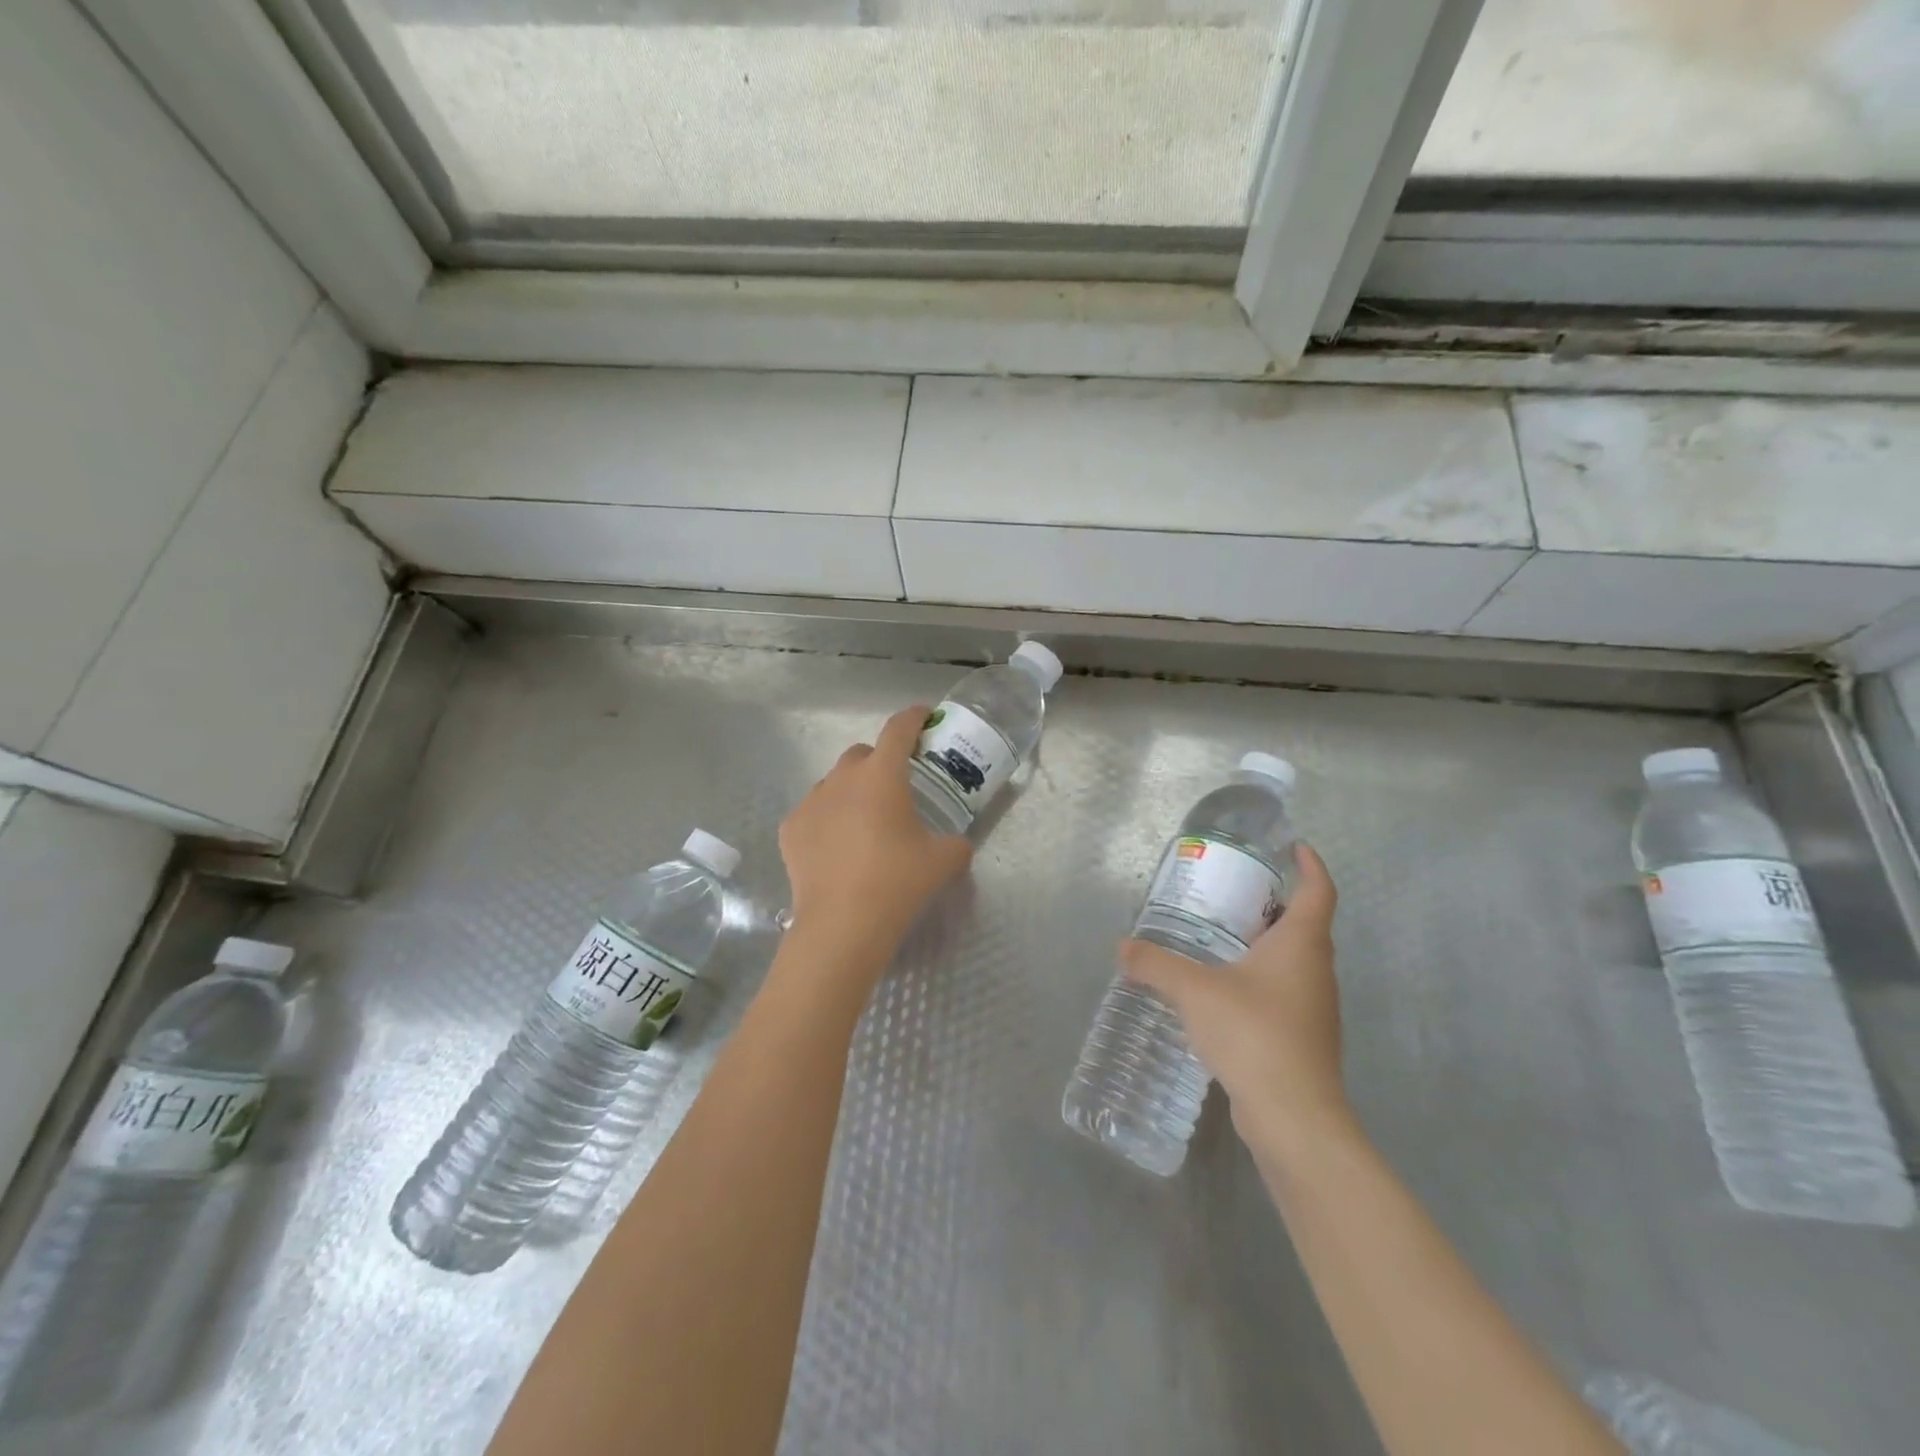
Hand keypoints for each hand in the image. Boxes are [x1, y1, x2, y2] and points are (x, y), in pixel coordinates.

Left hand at [779, 705, 973, 971]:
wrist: (842, 924)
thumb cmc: (897, 882)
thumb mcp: (943, 860)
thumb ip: (956, 843)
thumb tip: (957, 844)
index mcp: (882, 775)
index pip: (899, 728)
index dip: (914, 717)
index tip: (924, 717)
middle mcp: (843, 778)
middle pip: (862, 753)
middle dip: (880, 762)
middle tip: (896, 789)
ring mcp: (811, 802)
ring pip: (834, 782)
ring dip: (851, 791)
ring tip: (864, 823)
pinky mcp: (790, 828)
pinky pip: (813, 812)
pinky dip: (827, 819)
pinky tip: (837, 847)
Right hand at [1122, 842, 1346, 1147]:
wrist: (1294, 1117)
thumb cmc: (1254, 1034)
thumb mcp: (1194, 991)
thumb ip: (1156, 965)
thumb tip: (1122, 947)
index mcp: (1301, 945)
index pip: (1318, 891)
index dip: (1310, 865)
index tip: (1294, 847)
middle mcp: (1316, 970)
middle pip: (1304, 924)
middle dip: (1274, 904)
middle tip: (1234, 892)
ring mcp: (1314, 1008)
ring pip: (1293, 961)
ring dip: (1265, 944)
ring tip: (1220, 938)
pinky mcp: (1303, 1039)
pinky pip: (1282, 992)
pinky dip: (1259, 979)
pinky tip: (1223, 992)